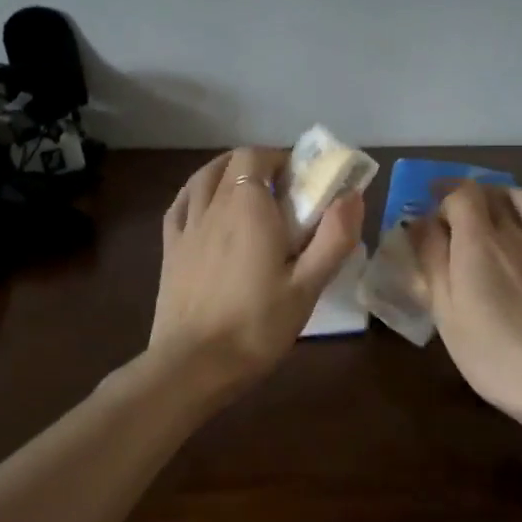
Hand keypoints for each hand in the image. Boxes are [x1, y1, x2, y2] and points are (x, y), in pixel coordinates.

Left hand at [149, 147, 364, 401]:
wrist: (194, 364)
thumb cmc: (257, 326)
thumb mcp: (308, 286)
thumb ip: (334, 237)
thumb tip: (352, 195)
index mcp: (248, 207)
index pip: (257, 156)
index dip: (280, 159)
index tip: (301, 180)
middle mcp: (213, 206)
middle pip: (230, 163)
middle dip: (257, 165)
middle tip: (281, 191)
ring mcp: (186, 227)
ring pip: (202, 179)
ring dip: (225, 173)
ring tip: (245, 193)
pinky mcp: (169, 250)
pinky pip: (180, 205)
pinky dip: (196, 194)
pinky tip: (205, 208)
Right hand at [412, 183, 521, 433]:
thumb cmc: (493, 353)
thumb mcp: (446, 312)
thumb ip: (432, 262)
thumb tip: (420, 224)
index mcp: (478, 242)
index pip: (461, 194)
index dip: (443, 194)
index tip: (428, 209)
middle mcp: (515, 232)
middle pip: (492, 192)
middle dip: (468, 195)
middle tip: (453, 214)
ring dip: (504, 196)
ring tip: (492, 211)